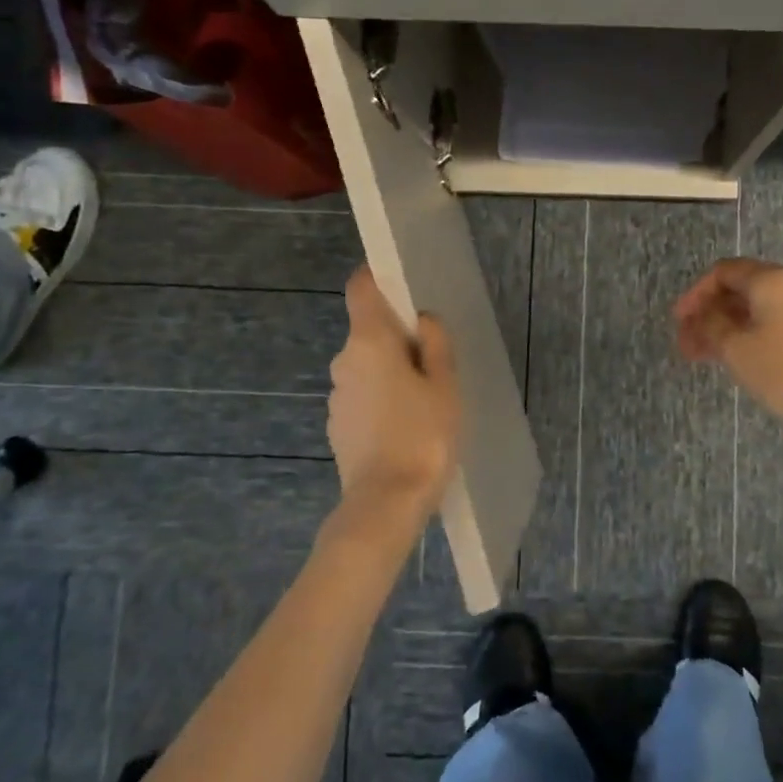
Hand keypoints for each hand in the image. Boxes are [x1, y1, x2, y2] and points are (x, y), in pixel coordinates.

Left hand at [326, 267, 461, 525]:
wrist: (386, 502)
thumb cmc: (423, 435)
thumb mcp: (445, 385)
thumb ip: (435, 344)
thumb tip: (422, 320)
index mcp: (369, 342)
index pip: (360, 288)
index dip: (378, 279)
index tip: (403, 289)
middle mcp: (344, 361)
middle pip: (368, 331)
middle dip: (396, 337)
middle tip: (433, 360)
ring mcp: (337, 395)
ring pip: (366, 367)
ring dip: (389, 372)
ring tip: (423, 400)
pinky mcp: (338, 425)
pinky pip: (362, 396)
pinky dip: (381, 399)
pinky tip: (405, 427)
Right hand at [674, 258, 782, 431]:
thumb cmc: (782, 370)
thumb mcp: (734, 347)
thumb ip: (710, 324)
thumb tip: (701, 316)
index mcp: (770, 280)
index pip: (723, 272)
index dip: (695, 294)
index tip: (678, 321)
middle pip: (738, 290)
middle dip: (707, 314)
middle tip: (685, 342)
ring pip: (752, 311)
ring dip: (722, 328)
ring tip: (699, 356)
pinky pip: (768, 325)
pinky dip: (743, 336)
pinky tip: (728, 359)